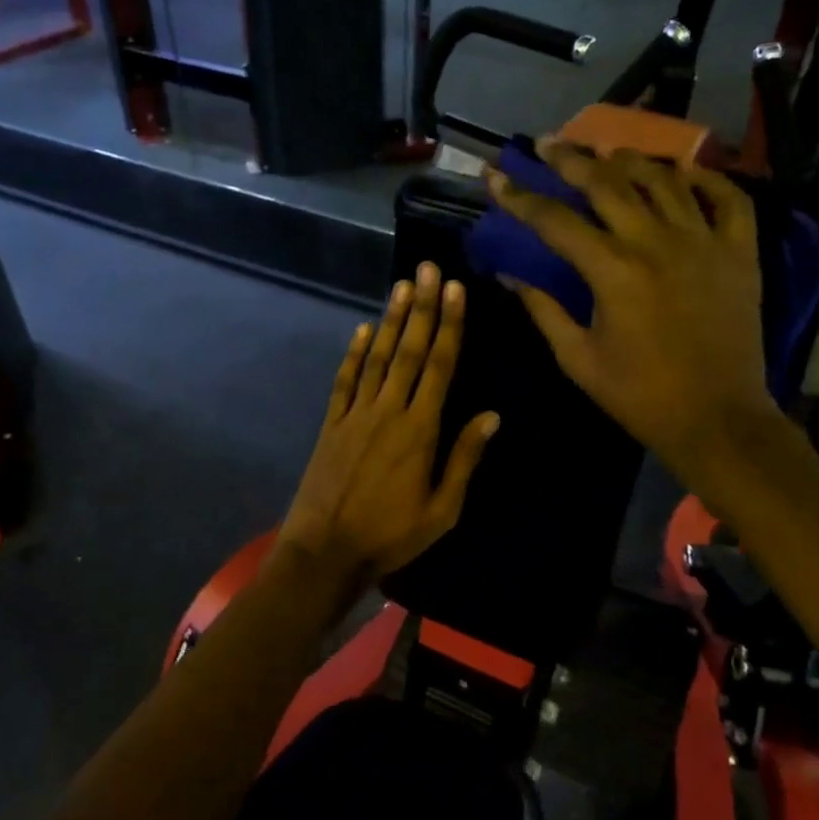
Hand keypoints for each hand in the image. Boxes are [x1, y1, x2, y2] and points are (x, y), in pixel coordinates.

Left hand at [276, 264, 499, 587]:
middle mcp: (388, 411)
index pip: (440, 366)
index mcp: (420, 429)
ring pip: (378, 358)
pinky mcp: (331, 424)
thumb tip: (492, 415)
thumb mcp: (442, 509)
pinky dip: (354, 354)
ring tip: (402, 286)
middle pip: (410, 351)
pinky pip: (345, 381)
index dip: (449, 326)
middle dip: (422, 308)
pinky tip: (362, 331)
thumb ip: (465, 458)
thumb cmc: (392, 535)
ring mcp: (355, 414)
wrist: (326, 551)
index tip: (455, 290)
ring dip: (391, 320)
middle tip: (428, 269)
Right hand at [487, 141, 775, 485]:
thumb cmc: (640, 396)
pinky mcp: (740, 252)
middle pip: (607, 183)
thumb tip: (508, 274)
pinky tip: (683, 173)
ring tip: (606, 152)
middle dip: (570, 159)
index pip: (555, 220)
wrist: (717, 419)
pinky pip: (727, 198)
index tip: (495, 177)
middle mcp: (657, 242)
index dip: (520, 197)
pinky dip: (705, 178)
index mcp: (613, 271)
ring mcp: (704, 241)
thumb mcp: (578, 359)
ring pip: (663, 179)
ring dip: (629, 160)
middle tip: (547, 144)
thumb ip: (543, 310)